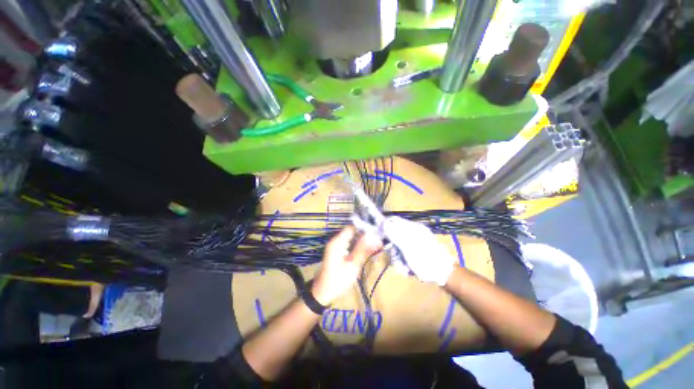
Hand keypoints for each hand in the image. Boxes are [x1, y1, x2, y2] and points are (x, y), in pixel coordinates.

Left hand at [312, 226, 381, 305]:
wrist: (323, 293)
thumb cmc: (338, 279)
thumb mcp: (353, 264)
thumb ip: (363, 248)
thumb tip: (373, 235)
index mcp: (338, 241)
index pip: (353, 227)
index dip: (365, 228)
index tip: (377, 233)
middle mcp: (336, 240)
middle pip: (353, 232)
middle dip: (366, 235)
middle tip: (380, 242)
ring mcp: (337, 246)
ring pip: (353, 238)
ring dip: (364, 241)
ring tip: (378, 246)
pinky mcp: (338, 251)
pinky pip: (350, 244)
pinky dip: (359, 246)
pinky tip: (369, 251)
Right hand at [382, 216, 455, 285]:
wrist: (446, 275)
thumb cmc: (427, 261)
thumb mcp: (409, 248)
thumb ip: (395, 235)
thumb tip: (384, 223)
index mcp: (412, 228)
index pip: (393, 220)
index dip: (384, 227)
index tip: (379, 239)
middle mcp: (413, 233)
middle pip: (394, 236)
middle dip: (393, 250)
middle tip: (396, 260)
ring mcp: (415, 242)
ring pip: (398, 246)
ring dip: (398, 259)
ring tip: (404, 269)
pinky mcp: (416, 250)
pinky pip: (404, 253)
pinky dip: (404, 262)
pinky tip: (408, 270)